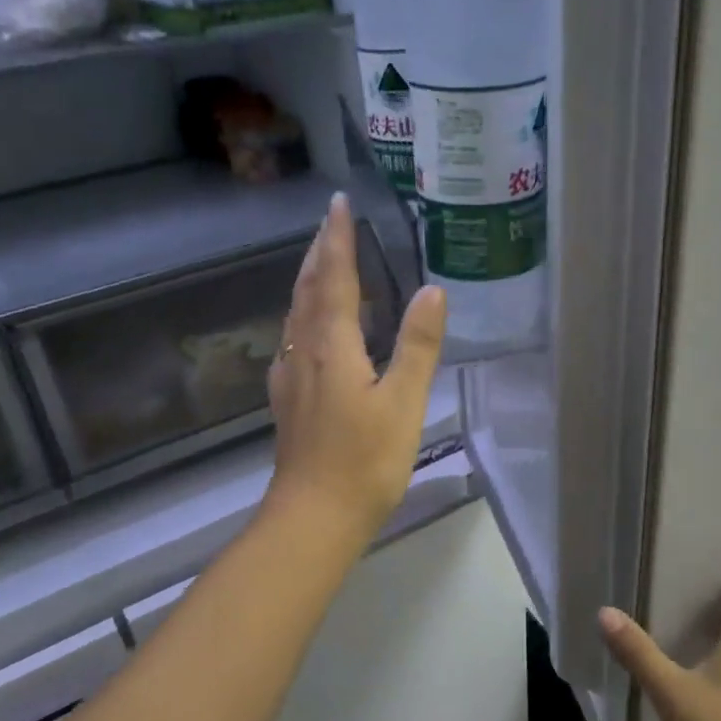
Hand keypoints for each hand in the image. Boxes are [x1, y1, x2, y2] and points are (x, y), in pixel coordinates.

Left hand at [265, 193, 445, 541]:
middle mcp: (304, 352)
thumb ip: (417, 346)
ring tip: (322, 261)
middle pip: (309, 290)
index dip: (338, 240)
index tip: (338, 203)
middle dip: (320, 252)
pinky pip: (293, 338)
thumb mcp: (402, 403)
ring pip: (296, 314)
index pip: (336, 279)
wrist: (313, 517)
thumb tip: (432, 291)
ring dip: (309, 280)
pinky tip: (309, 327)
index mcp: (332, 346)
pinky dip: (304, 314)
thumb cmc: (364, 462)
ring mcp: (290, 377)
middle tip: (331, 222)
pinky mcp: (288, 400)